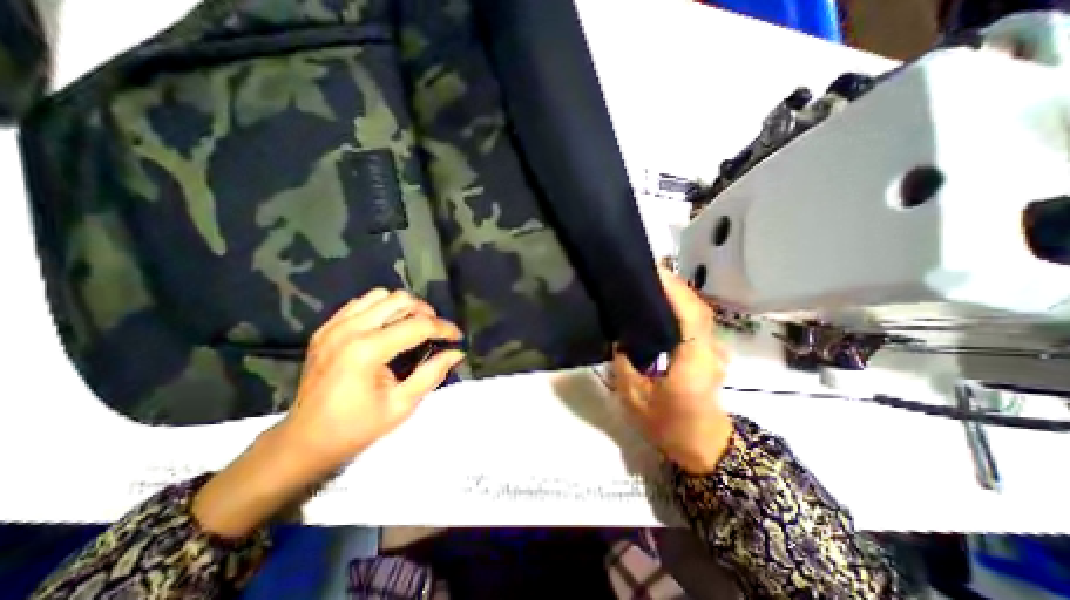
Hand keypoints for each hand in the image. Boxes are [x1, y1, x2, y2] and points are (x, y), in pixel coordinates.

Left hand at [195, 288, 460, 540]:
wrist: (304, 441)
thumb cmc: (356, 428)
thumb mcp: (401, 405)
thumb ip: (432, 374)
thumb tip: (456, 353)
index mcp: (366, 351)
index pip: (418, 325)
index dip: (444, 328)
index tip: (458, 337)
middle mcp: (349, 330)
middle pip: (400, 300)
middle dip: (425, 312)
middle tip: (435, 332)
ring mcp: (334, 326)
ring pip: (380, 295)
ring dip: (403, 308)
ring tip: (413, 327)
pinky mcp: (326, 328)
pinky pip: (361, 303)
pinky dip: (381, 309)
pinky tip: (387, 328)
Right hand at [610, 268, 735, 472]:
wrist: (704, 447)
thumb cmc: (669, 427)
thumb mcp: (635, 400)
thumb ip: (624, 365)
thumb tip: (620, 338)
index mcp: (692, 362)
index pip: (690, 316)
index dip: (675, 291)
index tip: (654, 272)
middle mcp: (708, 350)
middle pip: (698, 307)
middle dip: (675, 286)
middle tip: (646, 273)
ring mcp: (713, 350)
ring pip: (700, 312)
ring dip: (679, 294)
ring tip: (652, 284)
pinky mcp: (710, 352)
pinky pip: (698, 321)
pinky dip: (683, 307)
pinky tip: (664, 305)